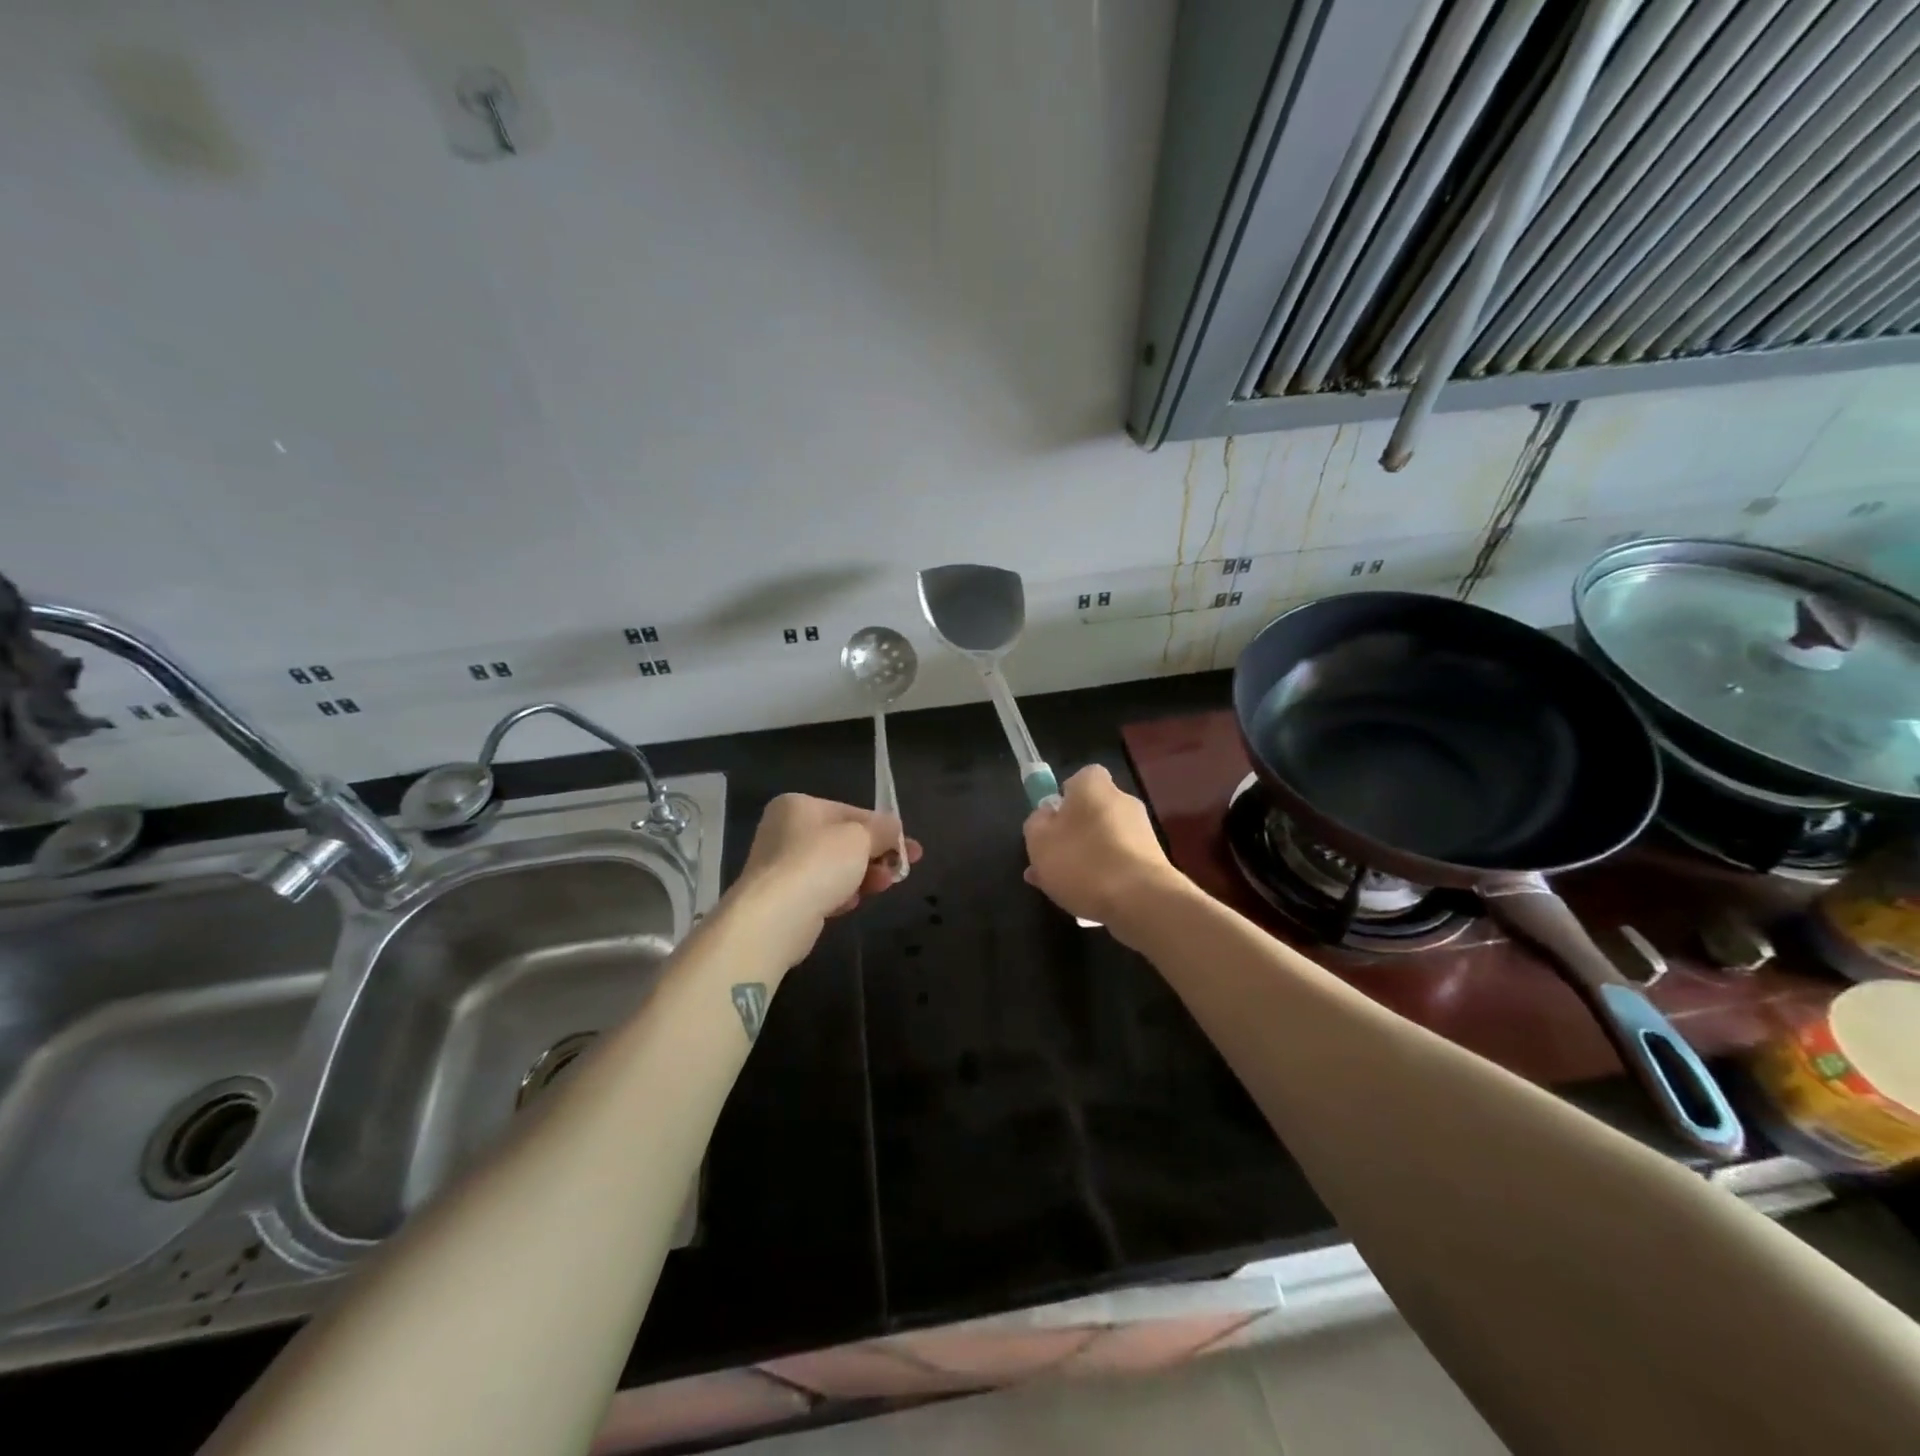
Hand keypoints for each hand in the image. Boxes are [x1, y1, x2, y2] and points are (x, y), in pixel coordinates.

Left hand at [731, 795, 922, 962]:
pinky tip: (851, 903)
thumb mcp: (860, 837)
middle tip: (902, 869)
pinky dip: (839, 894)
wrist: (775, 917)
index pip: (851, 812)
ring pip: (834, 867)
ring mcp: (781, 865)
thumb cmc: (819, 863)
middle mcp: (785, 831)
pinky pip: (820, 890)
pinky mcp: (783, 898)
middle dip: (875, 855)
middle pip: (843, 841)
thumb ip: (882, 830)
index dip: (883, 829)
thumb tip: (895, 828)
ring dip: (862, 876)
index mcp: (798, 806)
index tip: (909, 847)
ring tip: (883, 886)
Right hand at [1023, 765, 1180, 929]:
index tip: (1051, 823)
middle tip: (1051, 861)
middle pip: (1090, 812)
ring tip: (1063, 888)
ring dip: (1085, 859)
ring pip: (1103, 841)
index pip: (1079, 779)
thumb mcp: (1039, 841)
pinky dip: (1104, 876)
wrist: (1141, 901)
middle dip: (1072, 834)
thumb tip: (1046, 815)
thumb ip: (1037, 823)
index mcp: (1094, 786)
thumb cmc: (1082, 862)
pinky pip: (1119, 862)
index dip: (1063, 799)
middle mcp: (1122, 800)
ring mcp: (1141, 831)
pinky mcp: (1153, 861)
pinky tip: (1087, 899)